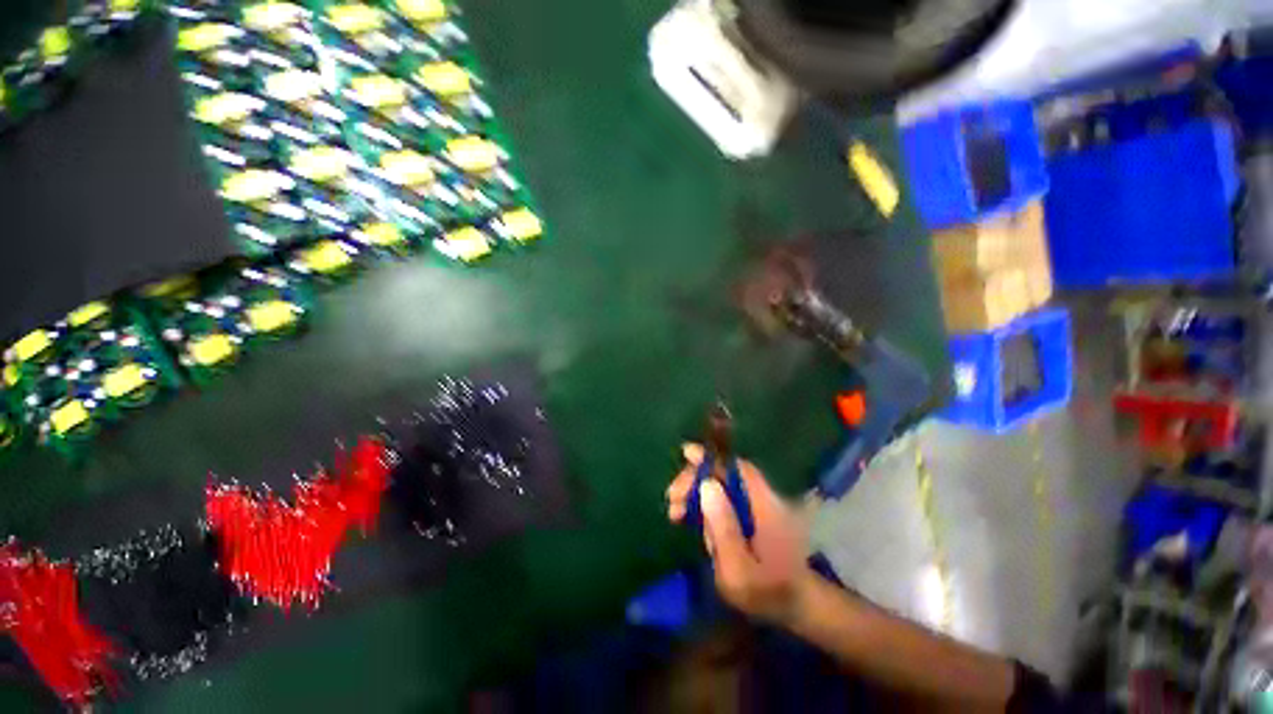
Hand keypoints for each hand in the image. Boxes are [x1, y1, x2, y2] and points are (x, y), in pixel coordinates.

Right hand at [667, 443, 811, 623]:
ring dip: (695, 491)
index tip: (685, 454)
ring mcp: (758, 506)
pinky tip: (687, 515)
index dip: (713, 458)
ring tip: (674, 510)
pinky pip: (723, 499)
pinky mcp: (751, 515)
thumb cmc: (766, 594)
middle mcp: (764, 500)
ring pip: (722, 486)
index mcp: (767, 508)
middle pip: (726, 475)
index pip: (738, 469)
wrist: (795, 609)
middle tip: (672, 498)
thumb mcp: (739, 570)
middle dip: (696, 479)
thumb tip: (706, 484)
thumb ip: (724, 528)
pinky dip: (703, 502)